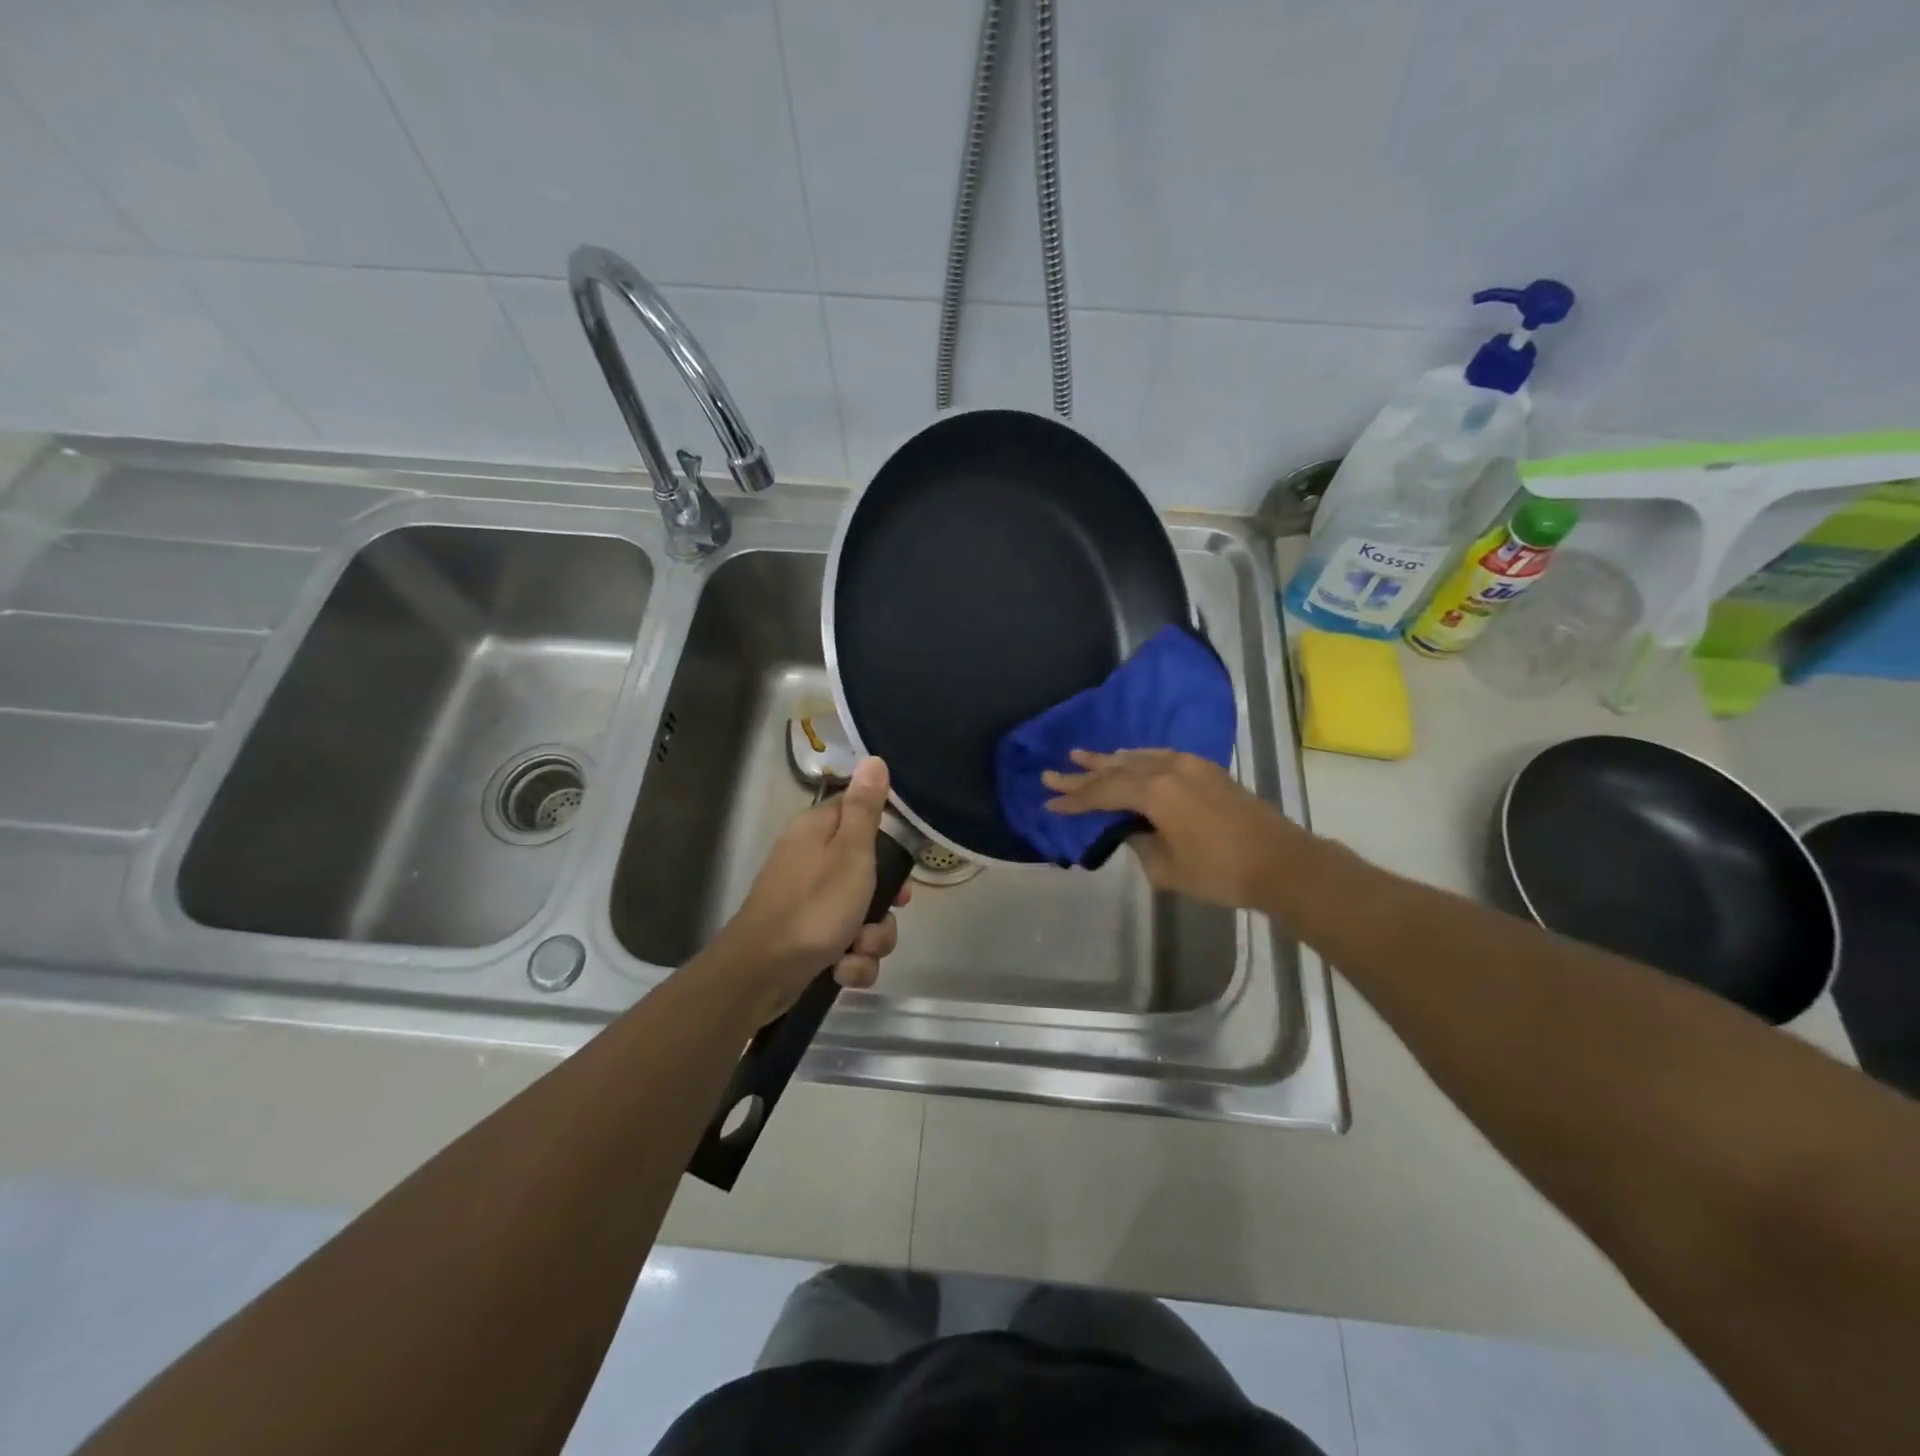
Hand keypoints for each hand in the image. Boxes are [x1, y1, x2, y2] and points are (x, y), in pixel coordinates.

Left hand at [712, 757, 910, 1019]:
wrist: (761, 974)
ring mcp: (810, 902)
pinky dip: (851, 961)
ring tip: (858, 949)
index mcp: (819, 831)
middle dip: (886, 901)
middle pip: (869, 870)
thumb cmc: (813, 906)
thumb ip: (866, 809)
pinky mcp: (810, 939)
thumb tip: (874, 759)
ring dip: (872, 938)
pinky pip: (848, 945)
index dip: (888, 834)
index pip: (860, 812)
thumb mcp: (850, 853)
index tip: (904, 858)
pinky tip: (842, 970)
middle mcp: (812, 861)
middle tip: (892, 908)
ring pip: (864, 914)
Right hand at [1043, 749, 1294, 910]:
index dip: (1074, 800)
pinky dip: (1138, 759)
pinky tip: (1130, 760)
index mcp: (1155, 792)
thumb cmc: (1221, 871)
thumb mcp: (1167, 868)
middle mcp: (1168, 769)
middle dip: (1082, 774)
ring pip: (1138, 758)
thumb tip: (1131, 828)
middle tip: (1051, 773)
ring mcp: (1191, 766)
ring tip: (1082, 756)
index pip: (1103, 793)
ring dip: (1109, 760)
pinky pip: (1160, 757)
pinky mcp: (1207, 770)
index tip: (1049, 802)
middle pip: (1116, 770)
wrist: (1282, 862)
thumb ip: (1140, 843)